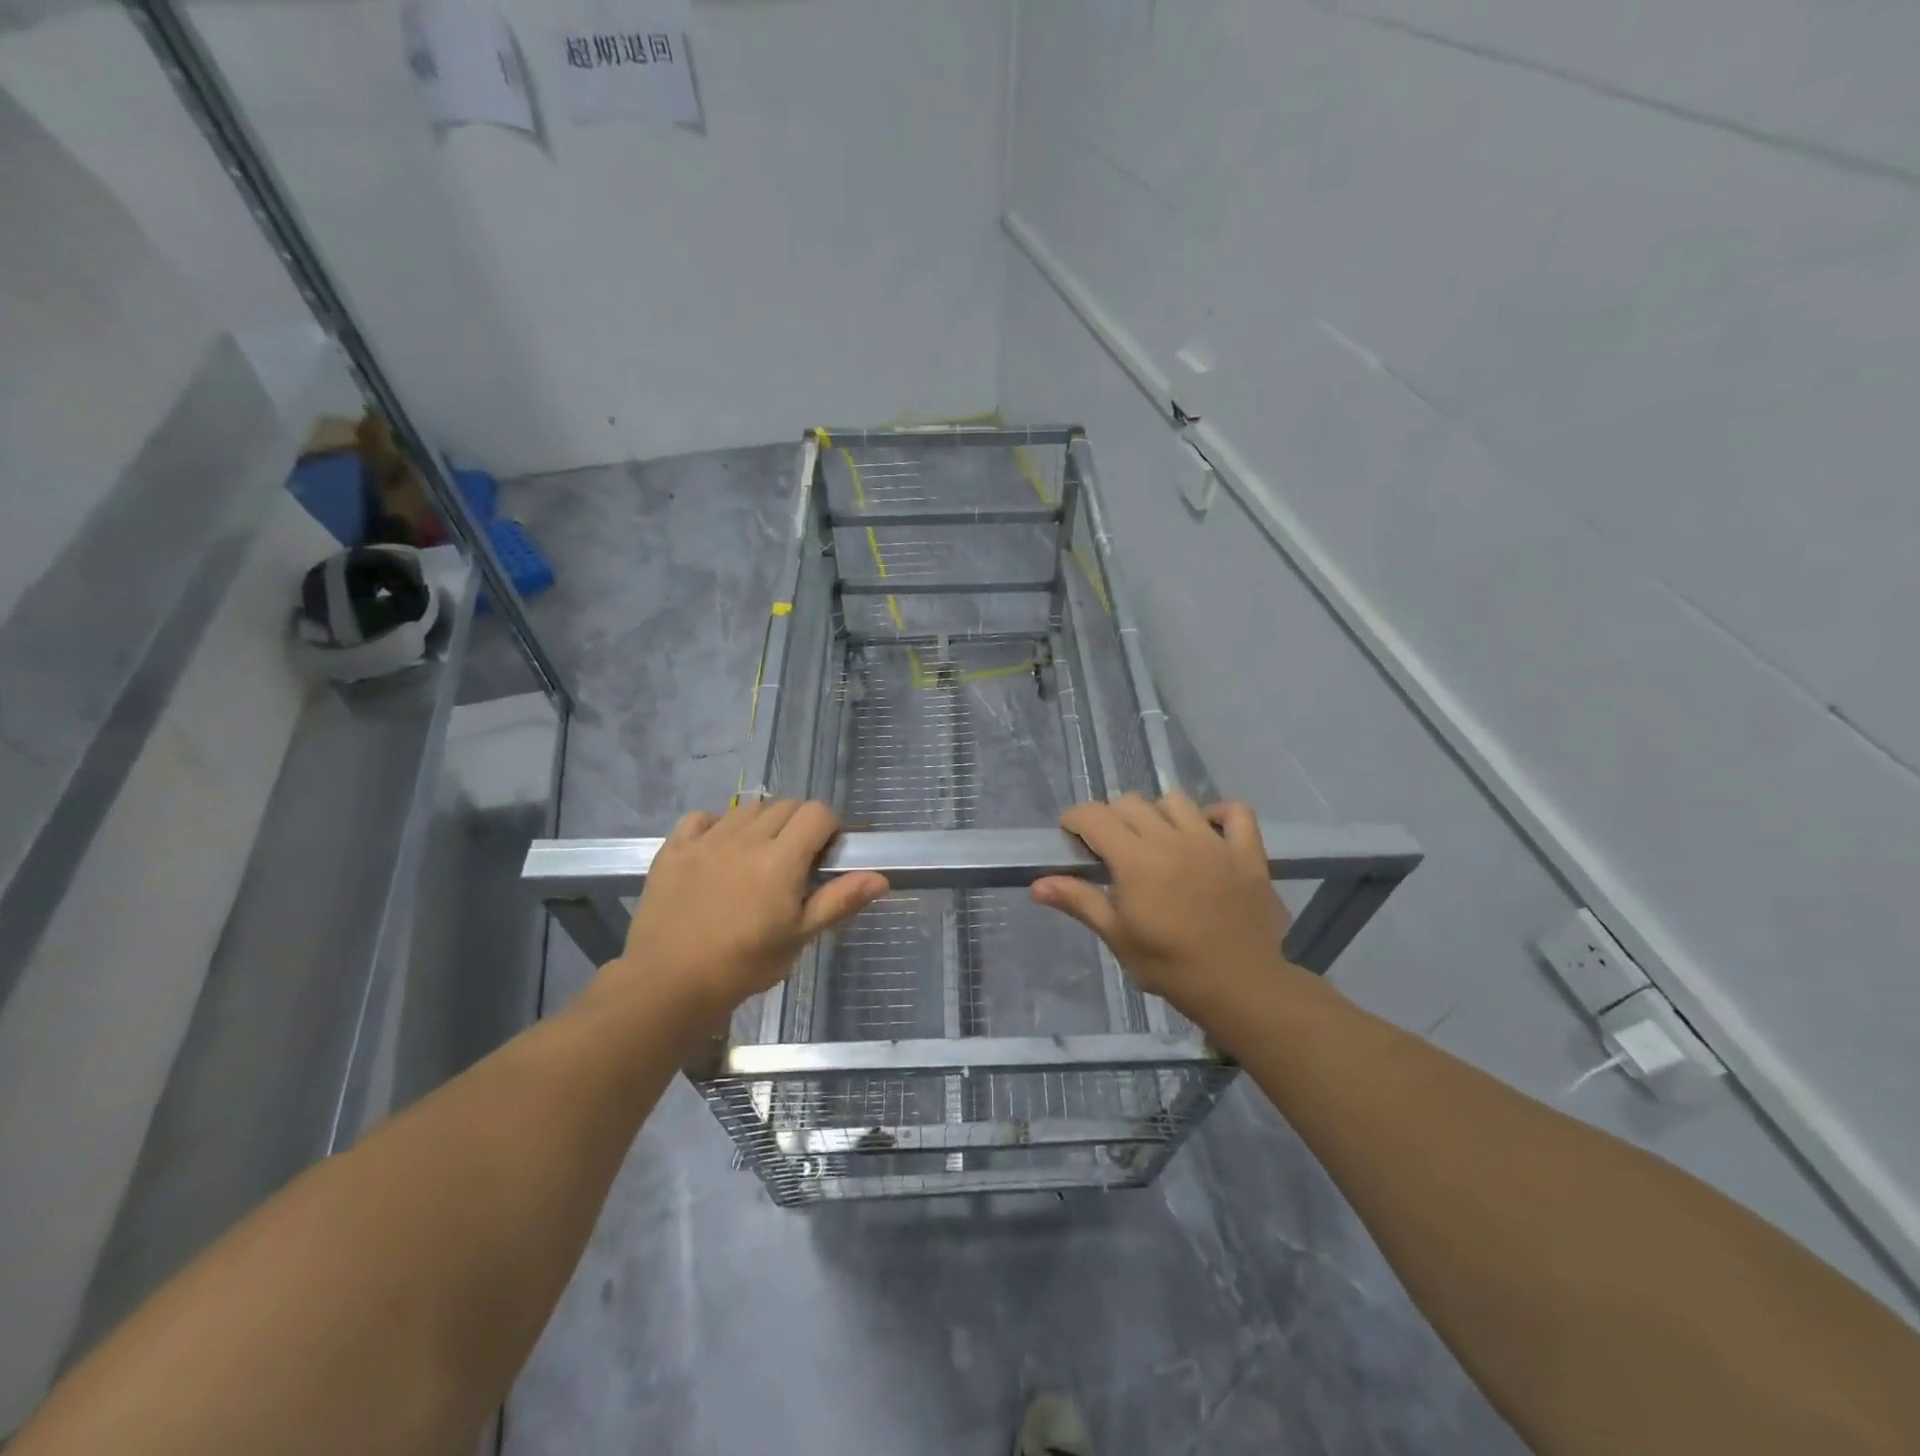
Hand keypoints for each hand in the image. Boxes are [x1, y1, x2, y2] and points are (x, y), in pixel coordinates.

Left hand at [595, 799, 887, 1026]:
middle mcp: (746, 837)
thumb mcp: (798, 937)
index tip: (826, 856)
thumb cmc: (743, 965)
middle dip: (799, 824)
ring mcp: (706, 840)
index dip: (829, 828)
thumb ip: (838, 901)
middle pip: (785, 805)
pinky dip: (717, 825)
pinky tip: (719, 850)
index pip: (817, 813)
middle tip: (796, 862)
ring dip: (763, 823)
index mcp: (780, 858)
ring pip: (747, 808)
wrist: (667, 983)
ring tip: (759, 856)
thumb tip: (881, 878)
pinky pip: (702, 818)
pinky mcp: (674, 849)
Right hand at [1031, 793, 1298, 1024]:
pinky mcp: (1247, 852)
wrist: (1241, 987)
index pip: (1095, 816)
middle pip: (1131, 803)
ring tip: (1156, 841)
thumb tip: (1036, 884)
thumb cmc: (1171, 966)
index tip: (1071, 838)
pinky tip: (1206, 831)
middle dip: (1112, 818)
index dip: (1076, 820)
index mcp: (1136, 859)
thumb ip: (1080, 901)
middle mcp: (1172, 839)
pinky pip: (1235, 812)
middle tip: (1111, 850)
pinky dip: (1218, 813)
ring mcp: (1213, 841)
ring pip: (1176, 801)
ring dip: (1157, 814)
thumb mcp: (1118, 936)